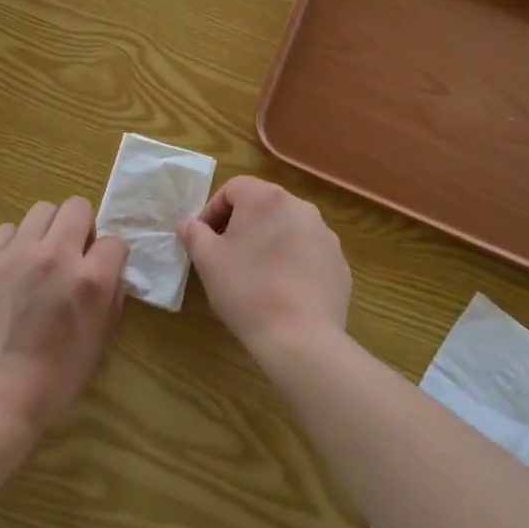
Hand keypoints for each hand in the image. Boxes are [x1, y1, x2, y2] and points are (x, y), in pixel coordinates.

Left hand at [0, 197, 127, 442]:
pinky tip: (15, 268)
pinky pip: (8, 229)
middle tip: (74, 254)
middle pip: (78, 207)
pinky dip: (17, 242)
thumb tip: (114, 275)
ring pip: (43, 209)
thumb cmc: (53, 381)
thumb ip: (111, 300)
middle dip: (83, 227)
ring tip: (43, 256)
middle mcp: (57, 256)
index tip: (103, 271)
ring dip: (50, 229)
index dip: (112, 257)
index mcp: (90, 280)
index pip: (115, 241)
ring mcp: (18, 253)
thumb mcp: (98, 344)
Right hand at [178, 177, 349, 365]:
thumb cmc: (247, 290)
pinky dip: (292, 262)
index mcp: (266, 198)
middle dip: (241, 225)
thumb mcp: (208, 261)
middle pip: (262, 206)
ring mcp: (325, 235)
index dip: (213, 211)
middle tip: (225, 255)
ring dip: (268, 242)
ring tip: (254, 275)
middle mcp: (300, 207)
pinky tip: (282, 291)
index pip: (233, 189)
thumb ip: (195, 234)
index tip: (203, 239)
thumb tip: (189, 225)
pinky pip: (308, 253)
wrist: (302, 338)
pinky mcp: (339, 263)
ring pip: (287, 228)